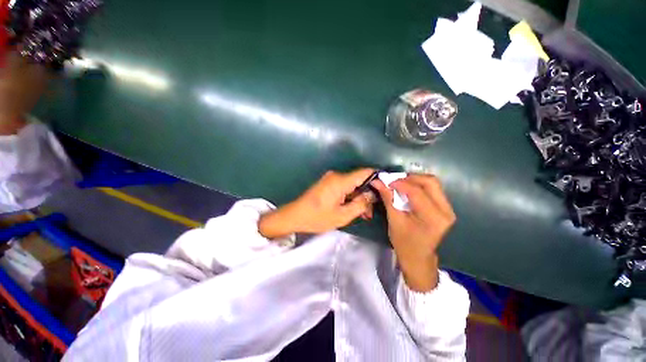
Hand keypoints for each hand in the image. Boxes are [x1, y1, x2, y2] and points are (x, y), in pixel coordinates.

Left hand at [259, 169, 375, 238]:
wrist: (295, 216)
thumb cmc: (317, 217)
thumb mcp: (342, 216)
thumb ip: (360, 204)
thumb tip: (372, 195)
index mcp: (340, 181)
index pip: (365, 172)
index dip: (377, 177)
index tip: (385, 188)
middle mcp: (336, 175)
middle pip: (359, 180)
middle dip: (367, 194)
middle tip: (370, 212)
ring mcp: (331, 178)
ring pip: (352, 185)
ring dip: (358, 198)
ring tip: (362, 214)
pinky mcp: (328, 183)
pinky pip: (344, 187)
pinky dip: (350, 196)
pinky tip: (352, 208)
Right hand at [372, 174, 455, 291]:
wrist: (418, 257)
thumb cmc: (404, 242)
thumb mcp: (394, 220)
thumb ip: (388, 198)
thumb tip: (377, 181)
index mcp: (433, 218)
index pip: (417, 192)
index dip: (400, 183)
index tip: (386, 182)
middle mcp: (446, 211)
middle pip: (430, 182)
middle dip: (410, 178)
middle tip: (394, 181)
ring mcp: (448, 209)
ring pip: (433, 183)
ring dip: (415, 180)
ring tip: (400, 184)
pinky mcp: (446, 208)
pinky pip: (433, 189)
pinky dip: (419, 185)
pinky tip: (408, 189)